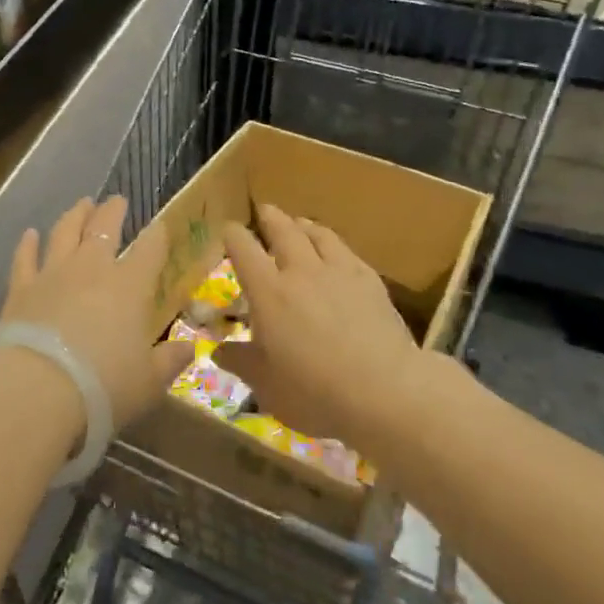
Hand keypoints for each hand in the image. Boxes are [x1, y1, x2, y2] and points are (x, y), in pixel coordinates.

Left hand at [0, 196, 193, 430]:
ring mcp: (53, 275)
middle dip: (113, 211)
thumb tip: (188, 349)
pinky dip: (27, 245)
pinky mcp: (20, 289)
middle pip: (104, 227)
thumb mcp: (148, 383)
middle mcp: (92, 269)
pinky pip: (24, 259)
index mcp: (130, 286)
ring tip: (81, 204)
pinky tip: (30, 234)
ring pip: (65, 233)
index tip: (160, 225)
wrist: (36, 390)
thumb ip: (169, 361)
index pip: (150, 249)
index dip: (157, 235)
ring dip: (74, 215)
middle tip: (117, 200)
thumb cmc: (103, 386)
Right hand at [215, 203, 422, 454]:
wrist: (385, 391)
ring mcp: (339, 271)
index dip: (233, 234)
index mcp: (268, 292)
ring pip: (318, 234)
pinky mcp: (370, 280)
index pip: (244, 248)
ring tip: (299, 223)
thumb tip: (218, 351)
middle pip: (283, 230)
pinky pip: (346, 250)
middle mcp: (301, 271)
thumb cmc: (315, 392)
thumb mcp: (267, 386)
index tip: (228, 230)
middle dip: (270, 217)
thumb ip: (242, 363)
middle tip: (264, 210)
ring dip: (304, 224)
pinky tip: (336, 251)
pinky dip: (334, 243)